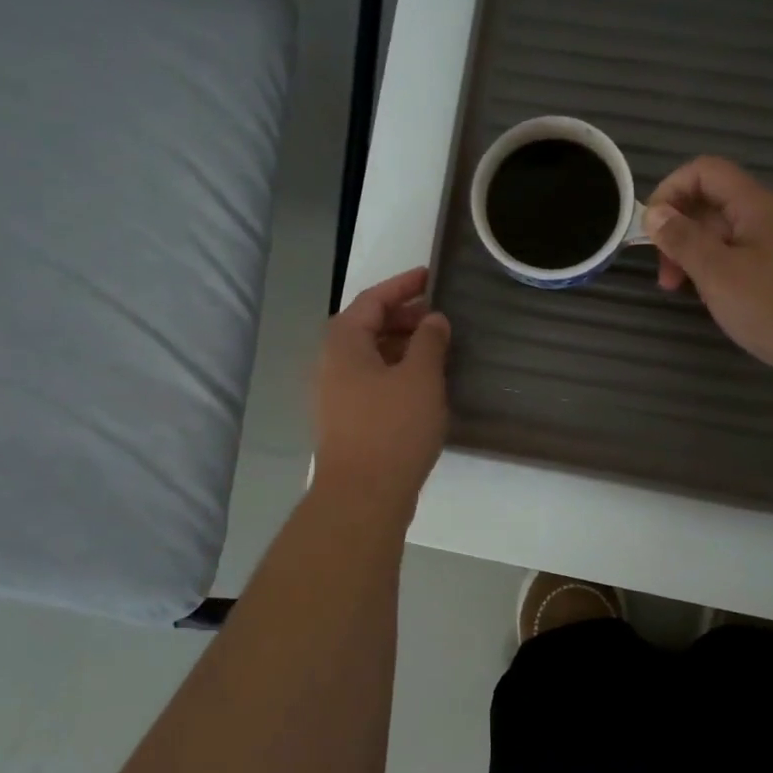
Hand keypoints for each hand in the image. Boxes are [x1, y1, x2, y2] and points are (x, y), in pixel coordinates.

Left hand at [312, 267, 451, 506]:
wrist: (363, 495)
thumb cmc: (392, 427)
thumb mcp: (420, 377)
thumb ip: (429, 340)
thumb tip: (433, 319)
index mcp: (344, 343)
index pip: (373, 299)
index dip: (403, 285)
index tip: (432, 276)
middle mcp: (332, 363)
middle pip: (368, 326)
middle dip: (404, 317)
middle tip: (440, 317)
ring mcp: (336, 394)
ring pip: (372, 356)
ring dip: (403, 346)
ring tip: (438, 348)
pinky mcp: (347, 419)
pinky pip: (373, 381)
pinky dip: (398, 372)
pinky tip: (424, 384)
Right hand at [644, 157, 772, 386]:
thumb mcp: (718, 273)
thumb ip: (683, 240)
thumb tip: (654, 213)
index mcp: (754, 206)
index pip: (705, 171)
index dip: (671, 190)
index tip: (651, 230)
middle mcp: (767, 218)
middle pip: (712, 203)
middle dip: (678, 230)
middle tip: (665, 274)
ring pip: (723, 235)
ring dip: (694, 255)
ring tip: (683, 291)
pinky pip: (739, 259)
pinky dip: (716, 272)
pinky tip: (714, 301)